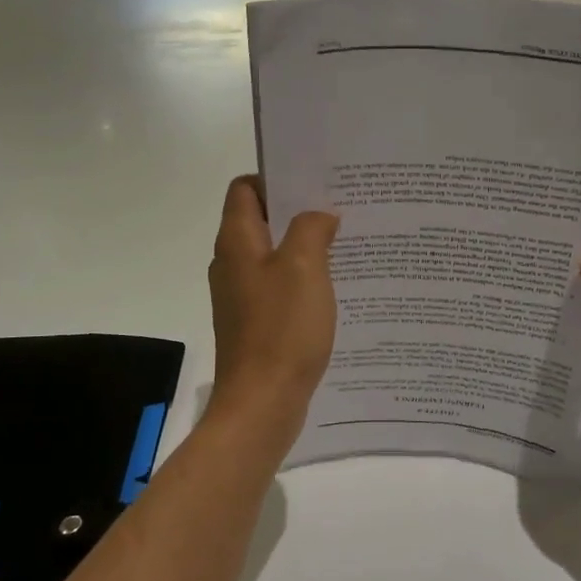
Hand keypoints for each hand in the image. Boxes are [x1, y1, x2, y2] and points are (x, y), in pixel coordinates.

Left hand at [206, 175, 339, 450]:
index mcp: (237, 242)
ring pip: (274, 256)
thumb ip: (311, 229)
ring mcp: (242, 296)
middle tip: (341, 208)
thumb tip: (320, 214)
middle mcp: (233, 264)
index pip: (245, 188)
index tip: (315, 181)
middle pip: (262, 220)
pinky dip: (304, 281)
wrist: (262, 403)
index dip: (275, 177)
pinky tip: (336, 288)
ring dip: (305, 247)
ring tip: (347, 244)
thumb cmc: (281, 329)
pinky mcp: (256, 323)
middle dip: (299, 211)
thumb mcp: (303, 268)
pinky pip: (280, 288)